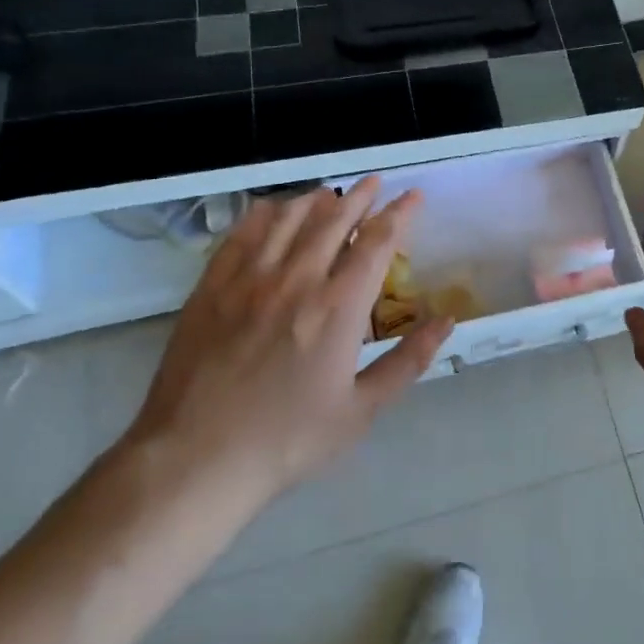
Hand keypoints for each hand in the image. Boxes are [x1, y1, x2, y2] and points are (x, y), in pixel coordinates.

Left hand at [125, 178, 451, 517]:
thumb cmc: (288, 440)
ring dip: (315, 199)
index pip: (377, 242)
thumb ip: (408, 361)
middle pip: (333, 219)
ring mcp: (249, 280)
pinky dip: (263, 214)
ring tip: (330, 194)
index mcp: (338, 307)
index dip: (399, 214)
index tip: (413, 196)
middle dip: (360, 196)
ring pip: (287, 219)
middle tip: (376, 183)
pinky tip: (272, 210)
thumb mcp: (361, 410)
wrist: (196, 460)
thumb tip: (446, 321)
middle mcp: (296, 280)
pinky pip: (241, 235)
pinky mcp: (211, 288)